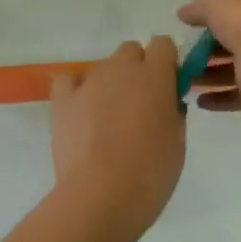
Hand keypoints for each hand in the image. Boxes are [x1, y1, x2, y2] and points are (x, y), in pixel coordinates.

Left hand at [50, 38, 184, 241]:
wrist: (100, 197)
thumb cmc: (149, 173)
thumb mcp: (177, 142)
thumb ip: (173, 111)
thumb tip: (166, 101)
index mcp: (154, 75)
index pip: (163, 44)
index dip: (166, 62)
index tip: (168, 87)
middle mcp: (121, 68)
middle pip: (131, 51)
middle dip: (138, 70)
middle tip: (140, 106)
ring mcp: (89, 81)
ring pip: (103, 68)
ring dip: (110, 84)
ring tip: (108, 121)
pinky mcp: (63, 99)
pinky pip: (70, 81)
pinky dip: (76, 91)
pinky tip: (81, 112)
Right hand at [176, 0, 240, 112]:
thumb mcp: (215, 5)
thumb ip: (197, 9)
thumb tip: (183, 13)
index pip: (233, 8)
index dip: (211, 15)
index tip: (189, 26)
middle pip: (231, 42)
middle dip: (206, 50)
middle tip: (182, 57)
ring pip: (232, 70)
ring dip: (208, 76)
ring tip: (183, 80)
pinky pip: (238, 96)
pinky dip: (219, 99)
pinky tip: (199, 102)